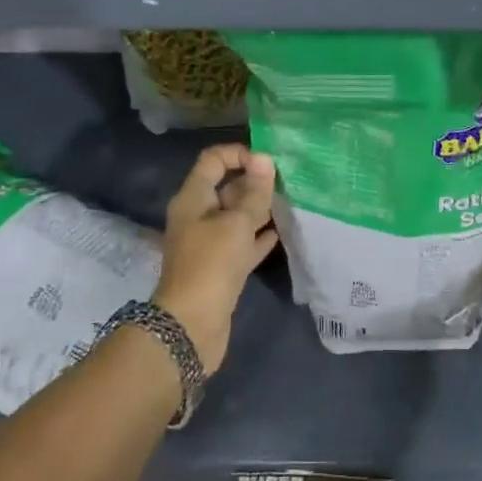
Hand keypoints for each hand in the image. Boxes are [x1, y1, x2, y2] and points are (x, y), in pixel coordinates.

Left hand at [155, 144, 278, 371]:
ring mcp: (208, 243)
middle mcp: (197, 216)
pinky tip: (280, 233)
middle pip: (226, 188)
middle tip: (287, 183)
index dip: (239, 154)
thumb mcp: (237, 223)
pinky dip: (258, 237)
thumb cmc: (212, 265)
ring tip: (289, 203)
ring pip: (235, 217)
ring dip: (259, 209)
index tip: (268, 163)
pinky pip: (241, 243)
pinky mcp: (220, 268)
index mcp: (193, 198)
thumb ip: (254, 192)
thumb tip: (264, 159)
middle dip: (254, 183)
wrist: (192, 326)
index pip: (213, 160)